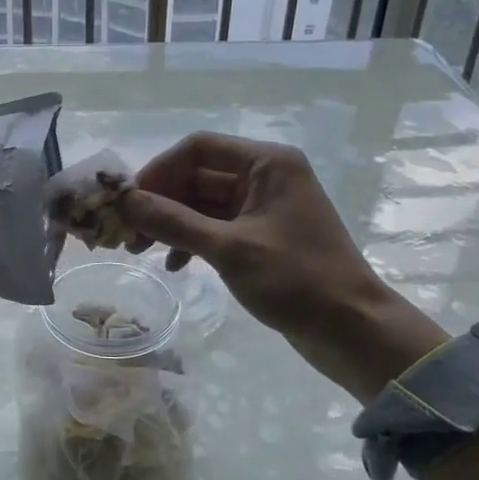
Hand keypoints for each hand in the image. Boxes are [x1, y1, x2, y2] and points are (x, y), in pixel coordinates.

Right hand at [118, 132, 445, 401]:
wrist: (354, 331)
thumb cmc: (296, 280)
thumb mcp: (229, 249)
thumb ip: (173, 221)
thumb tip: (124, 201)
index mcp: (267, 163)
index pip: (198, 148)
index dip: (158, 170)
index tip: (128, 200)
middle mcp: (266, 175)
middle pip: (198, 175)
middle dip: (161, 202)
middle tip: (127, 233)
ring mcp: (265, 206)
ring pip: (204, 202)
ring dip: (172, 223)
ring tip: (141, 251)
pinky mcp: (264, 235)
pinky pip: (217, 226)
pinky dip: (193, 241)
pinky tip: (175, 266)